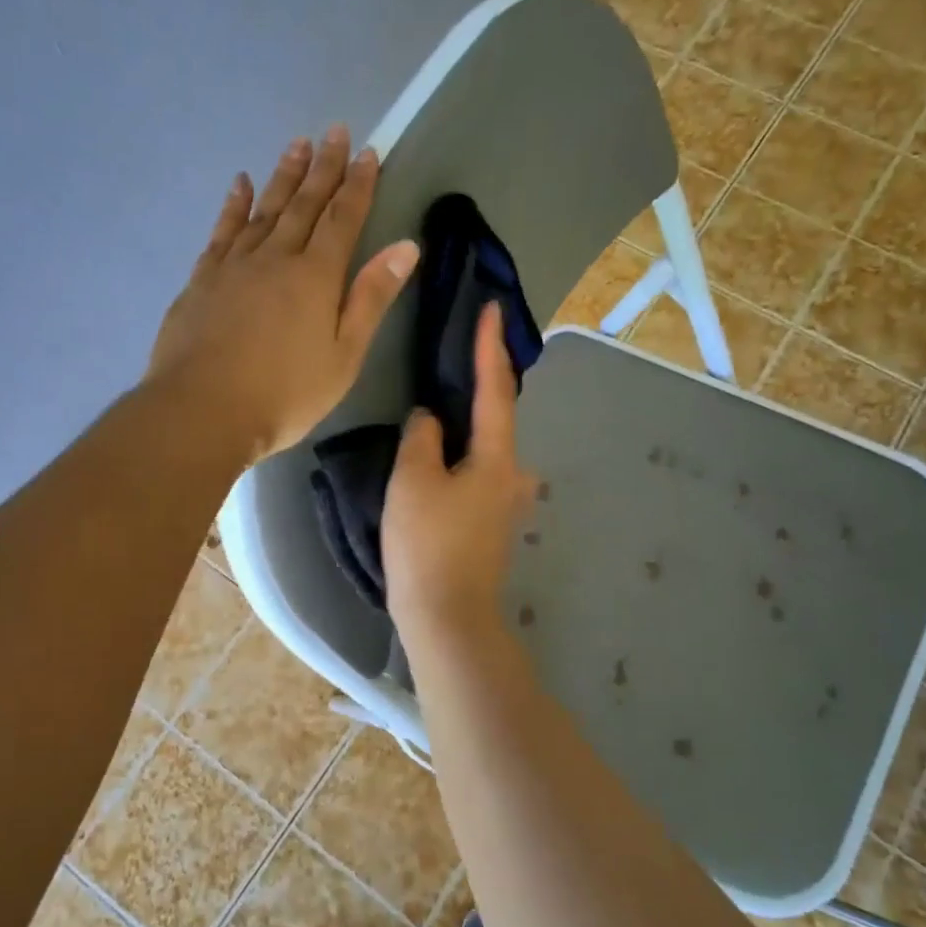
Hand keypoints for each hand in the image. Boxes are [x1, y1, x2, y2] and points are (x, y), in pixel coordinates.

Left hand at [146, 125, 418, 461]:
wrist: (203, 411)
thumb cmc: (285, 394)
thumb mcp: (344, 356)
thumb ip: (371, 299)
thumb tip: (405, 247)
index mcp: (315, 277)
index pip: (343, 219)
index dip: (357, 185)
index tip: (367, 152)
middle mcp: (275, 257)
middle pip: (304, 204)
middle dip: (323, 167)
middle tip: (333, 130)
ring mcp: (234, 266)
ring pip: (264, 209)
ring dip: (283, 177)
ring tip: (296, 145)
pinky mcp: (202, 280)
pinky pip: (223, 231)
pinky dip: (234, 205)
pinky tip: (240, 185)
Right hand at [383, 303, 535, 638]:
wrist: (447, 618)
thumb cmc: (427, 545)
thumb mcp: (412, 481)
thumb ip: (422, 438)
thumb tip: (431, 419)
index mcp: (497, 458)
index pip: (495, 389)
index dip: (490, 347)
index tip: (493, 309)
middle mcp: (513, 477)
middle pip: (498, 420)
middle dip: (482, 387)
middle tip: (461, 357)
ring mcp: (506, 506)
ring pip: (487, 452)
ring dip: (470, 428)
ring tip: (443, 410)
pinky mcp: (491, 528)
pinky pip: (478, 476)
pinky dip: (463, 458)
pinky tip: (443, 462)